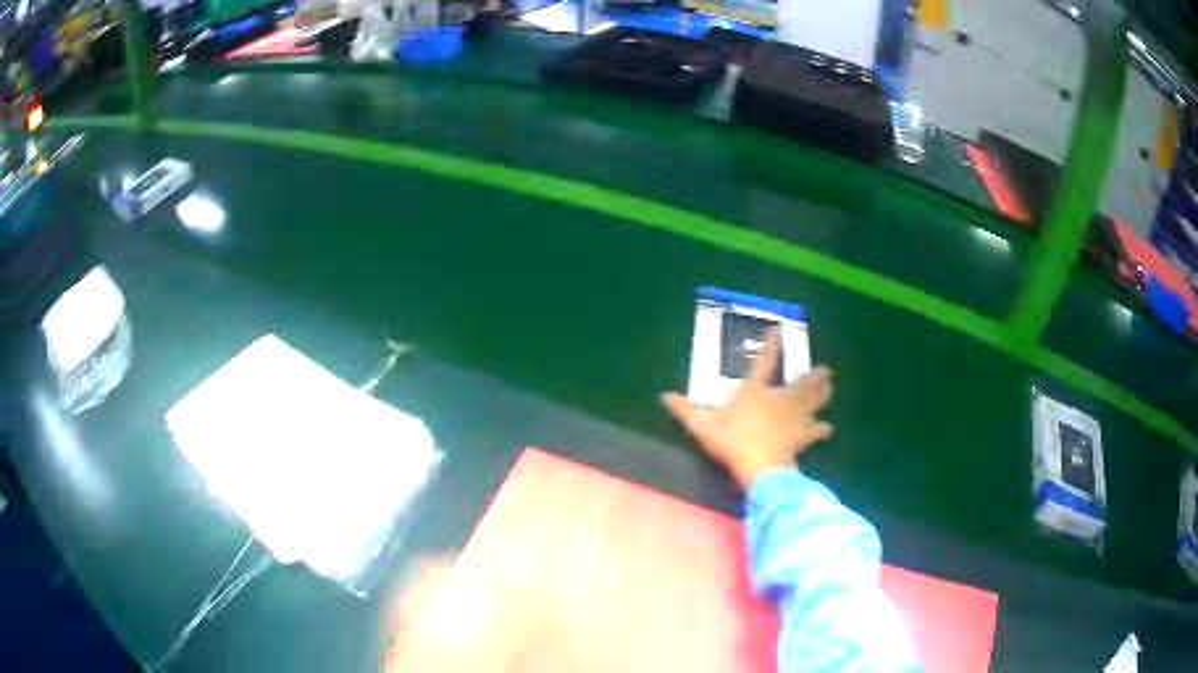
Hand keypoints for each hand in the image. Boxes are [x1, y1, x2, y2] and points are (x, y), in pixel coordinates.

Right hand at [661, 329, 833, 489]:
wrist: (758, 464)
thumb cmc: (731, 441)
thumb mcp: (702, 426)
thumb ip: (685, 410)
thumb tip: (664, 395)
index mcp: (755, 391)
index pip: (763, 362)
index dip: (771, 345)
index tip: (778, 329)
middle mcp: (779, 399)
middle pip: (800, 383)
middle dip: (813, 376)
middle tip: (826, 369)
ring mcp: (793, 417)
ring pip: (812, 401)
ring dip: (822, 394)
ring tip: (831, 385)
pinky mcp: (801, 436)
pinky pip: (815, 430)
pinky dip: (822, 429)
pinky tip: (829, 428)